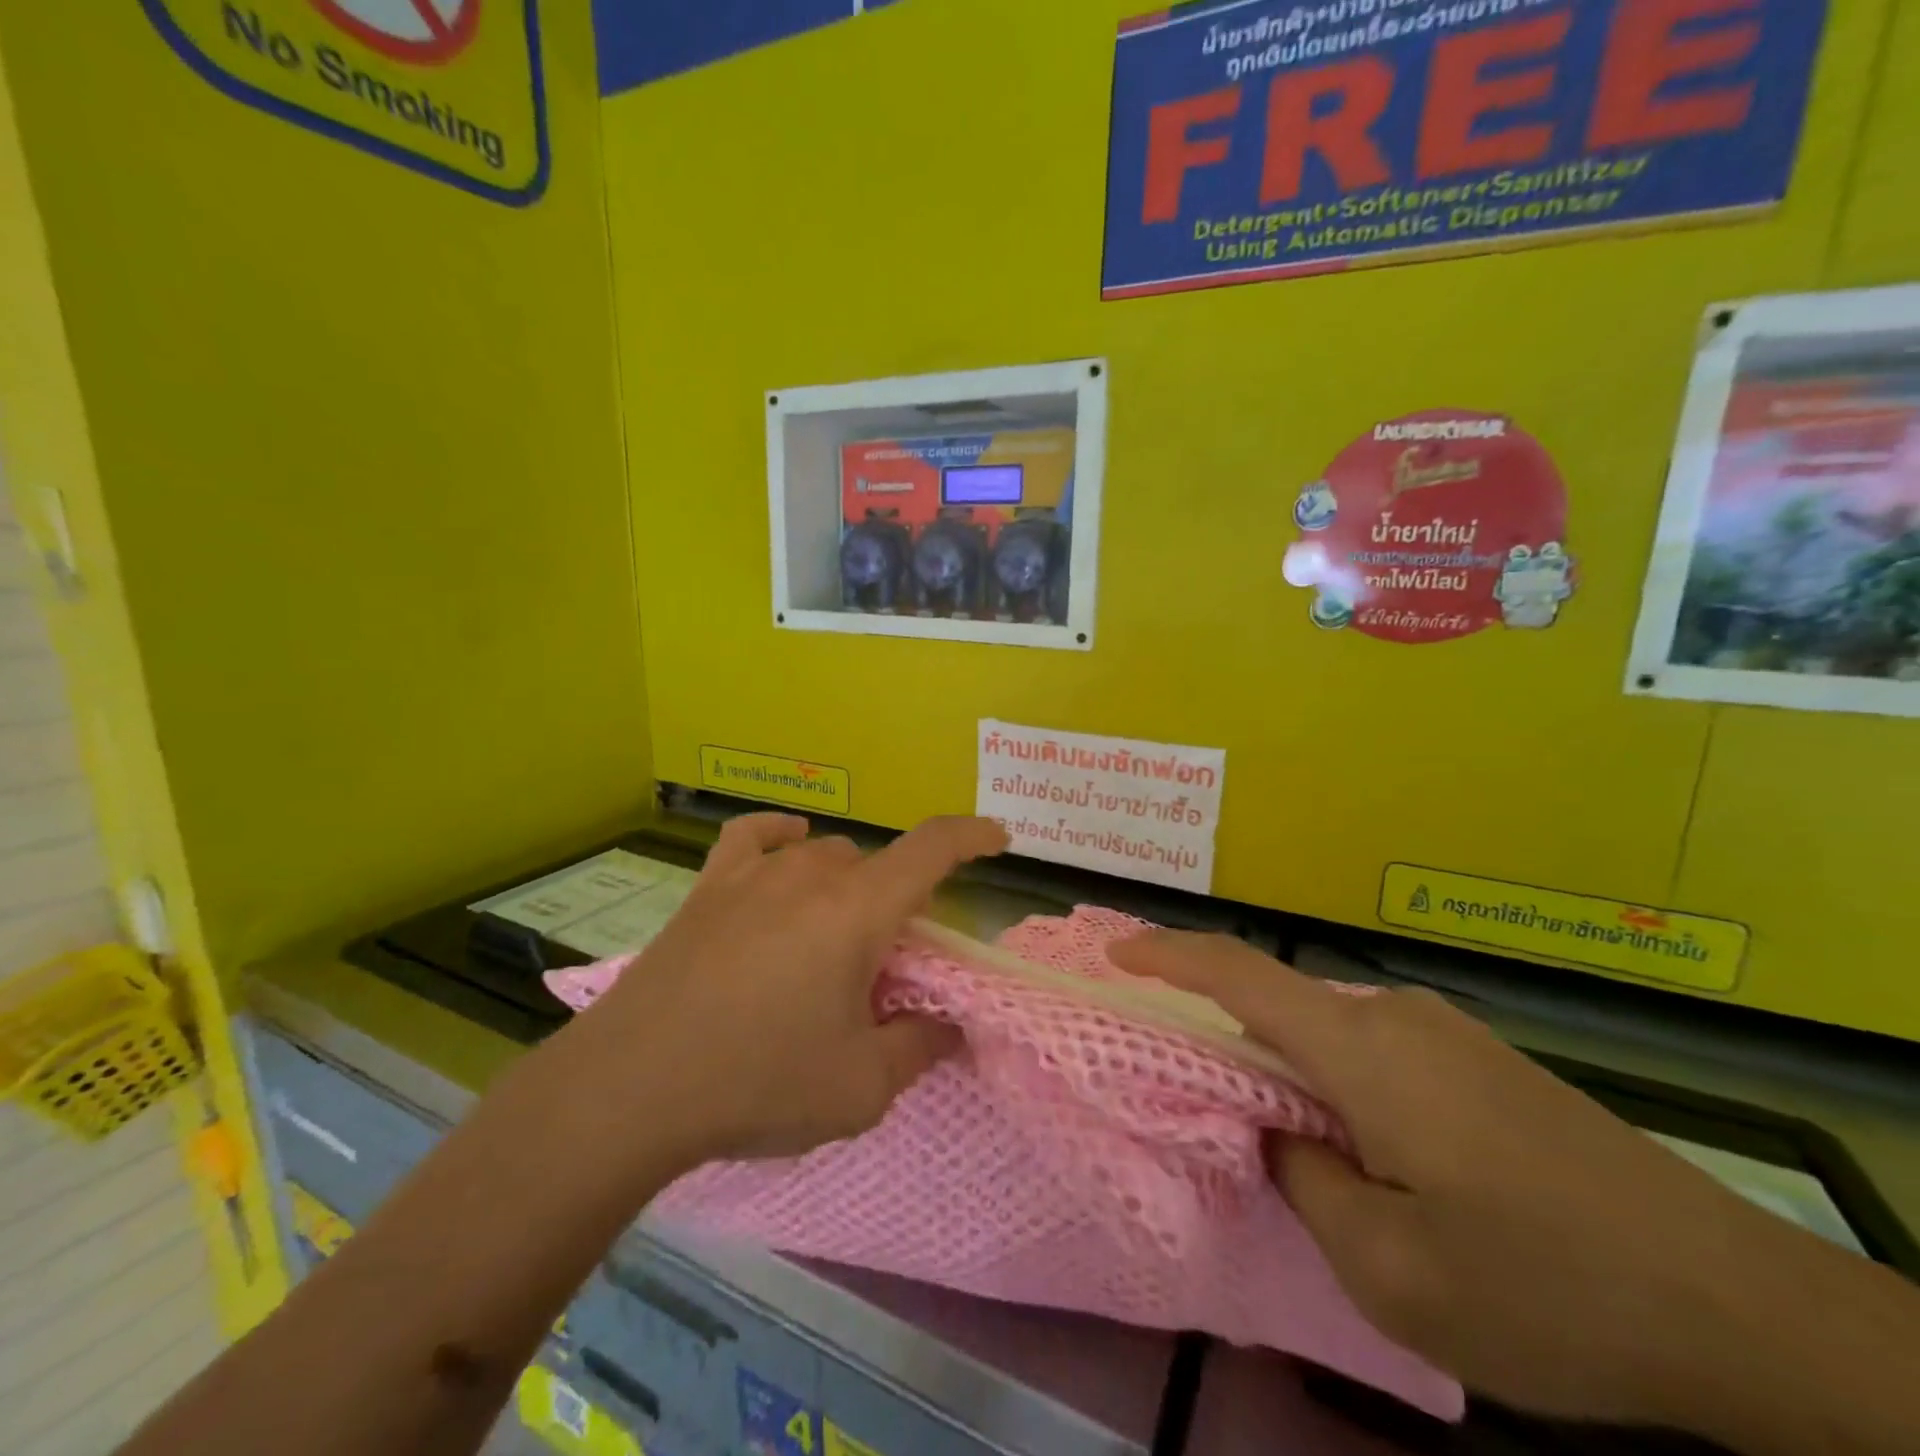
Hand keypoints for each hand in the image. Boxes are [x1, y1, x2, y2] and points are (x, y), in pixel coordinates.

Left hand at [561, 814, 1005, 1167]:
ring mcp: (754, 876)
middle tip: (883, 970)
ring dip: (846, 887)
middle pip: (876, 869)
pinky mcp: (708, 889)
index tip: (998, 838)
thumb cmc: (757, 1084)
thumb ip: (919, 1048)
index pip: (931, 849)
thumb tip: (951, 1028)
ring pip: (825, 856)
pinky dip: (780, 837)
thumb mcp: (859, 1088)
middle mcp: (811, 876)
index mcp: (857, 912)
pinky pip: (753, 838)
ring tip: (832, 939)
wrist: (630, 1089)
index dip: (971, 836)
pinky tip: (787, 846)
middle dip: (896, 909)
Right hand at [1108, 932, 1919, 1452]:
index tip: (1114, 952)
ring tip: (1284, 1138)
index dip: (1168, 954)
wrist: (1743, 1306)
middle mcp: (1393, 1015)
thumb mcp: (1393, 1271)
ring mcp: (1443, 1033)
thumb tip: (1279, 1133)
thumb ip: (1305, 1183)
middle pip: (1280, 1005)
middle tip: (1194, 1092)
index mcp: (1361, 1048)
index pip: (1238, 973)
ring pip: (1328, 1033)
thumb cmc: (1545, 1285)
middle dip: (1225, 1037)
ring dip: (1288, 1071)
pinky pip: (1374, 1051)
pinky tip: (1366, 1149)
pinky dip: (1336, 1081)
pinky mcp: (1478, 1059)